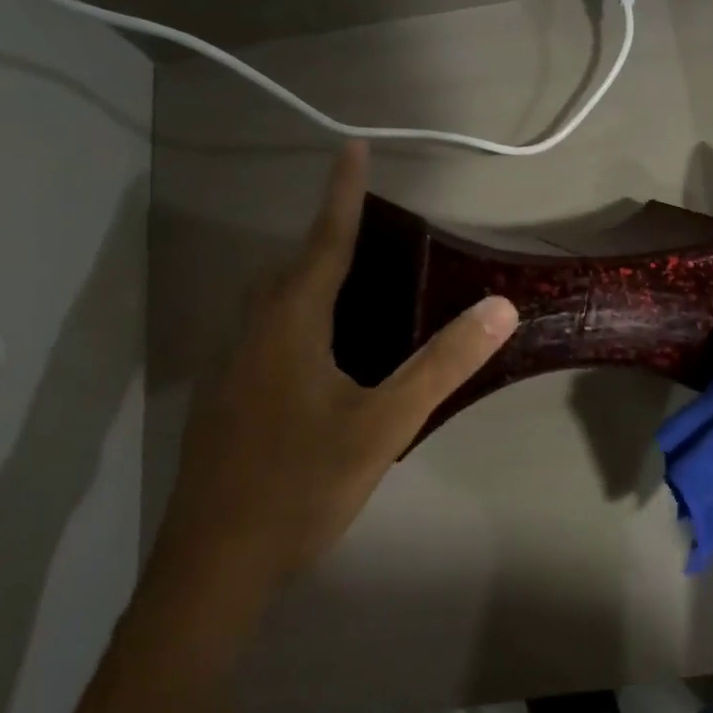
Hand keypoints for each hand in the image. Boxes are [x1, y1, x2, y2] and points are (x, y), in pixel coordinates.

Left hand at [149, 141, 517, 627]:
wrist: (213, 567)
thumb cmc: (301, 485)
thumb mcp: (384, 424)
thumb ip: (442, 364)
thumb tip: (499, 307)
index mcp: (289, 325)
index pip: (324, 242)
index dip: (342, 194)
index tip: (351, 146)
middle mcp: (252, 333)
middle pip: (289, 266)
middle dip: (324, 235)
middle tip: (365, 227)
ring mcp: (230, 367)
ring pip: (268, 300)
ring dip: (304, 275)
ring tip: (348, 281)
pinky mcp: (223, 399)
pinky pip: (261, 331)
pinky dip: (293, 315)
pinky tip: (317, 352)